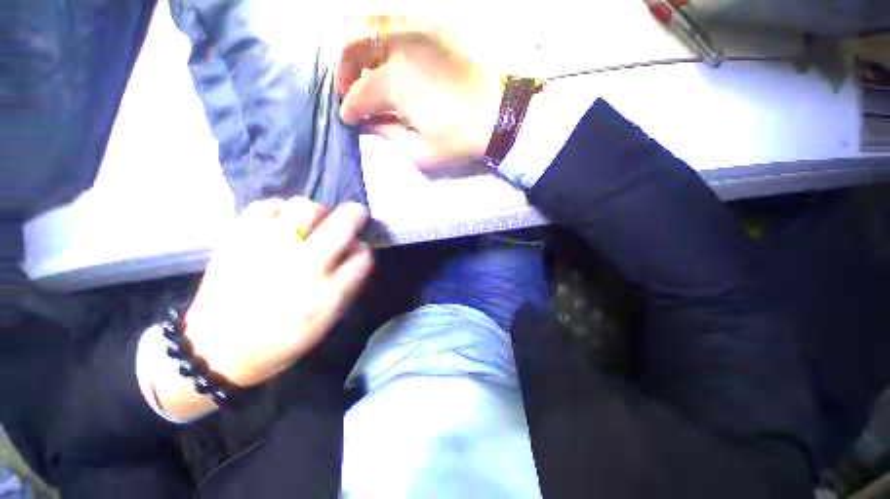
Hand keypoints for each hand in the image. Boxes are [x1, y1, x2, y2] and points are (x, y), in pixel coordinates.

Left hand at [151, 198, 372, 418]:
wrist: (217, 349)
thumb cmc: (281, 339)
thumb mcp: (326, 320)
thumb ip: (348, 283)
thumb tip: (355, 249)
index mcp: (328, 293)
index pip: (363, 255)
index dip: (363, 248)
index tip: (357, 249)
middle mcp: (304, 265)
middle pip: (343, 222)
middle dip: (355, 215)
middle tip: (352, 216)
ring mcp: (269, 248)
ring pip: (306, 207)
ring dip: (316, 213)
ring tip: (309, 225)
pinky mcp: (238, 238)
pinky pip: (267, 206)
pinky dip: (279, 210)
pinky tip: (278, 224)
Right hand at [336, 16, 503, 168]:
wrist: (498, 114)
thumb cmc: (459, 138)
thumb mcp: (421, 152)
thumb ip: (390, 135)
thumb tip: (372, 123)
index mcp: (395, 83)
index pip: (359, 94)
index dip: (350, 109)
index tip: (348, 119)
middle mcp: (399, 48)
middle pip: (353, 45)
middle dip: (343, 70)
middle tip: (348, 91)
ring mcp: (417, 32)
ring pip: (371, 24)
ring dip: (358, 46)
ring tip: (362, 70)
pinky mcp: (433, 29)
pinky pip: (395, 21)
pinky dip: (381, 35)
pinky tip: (385, 54)